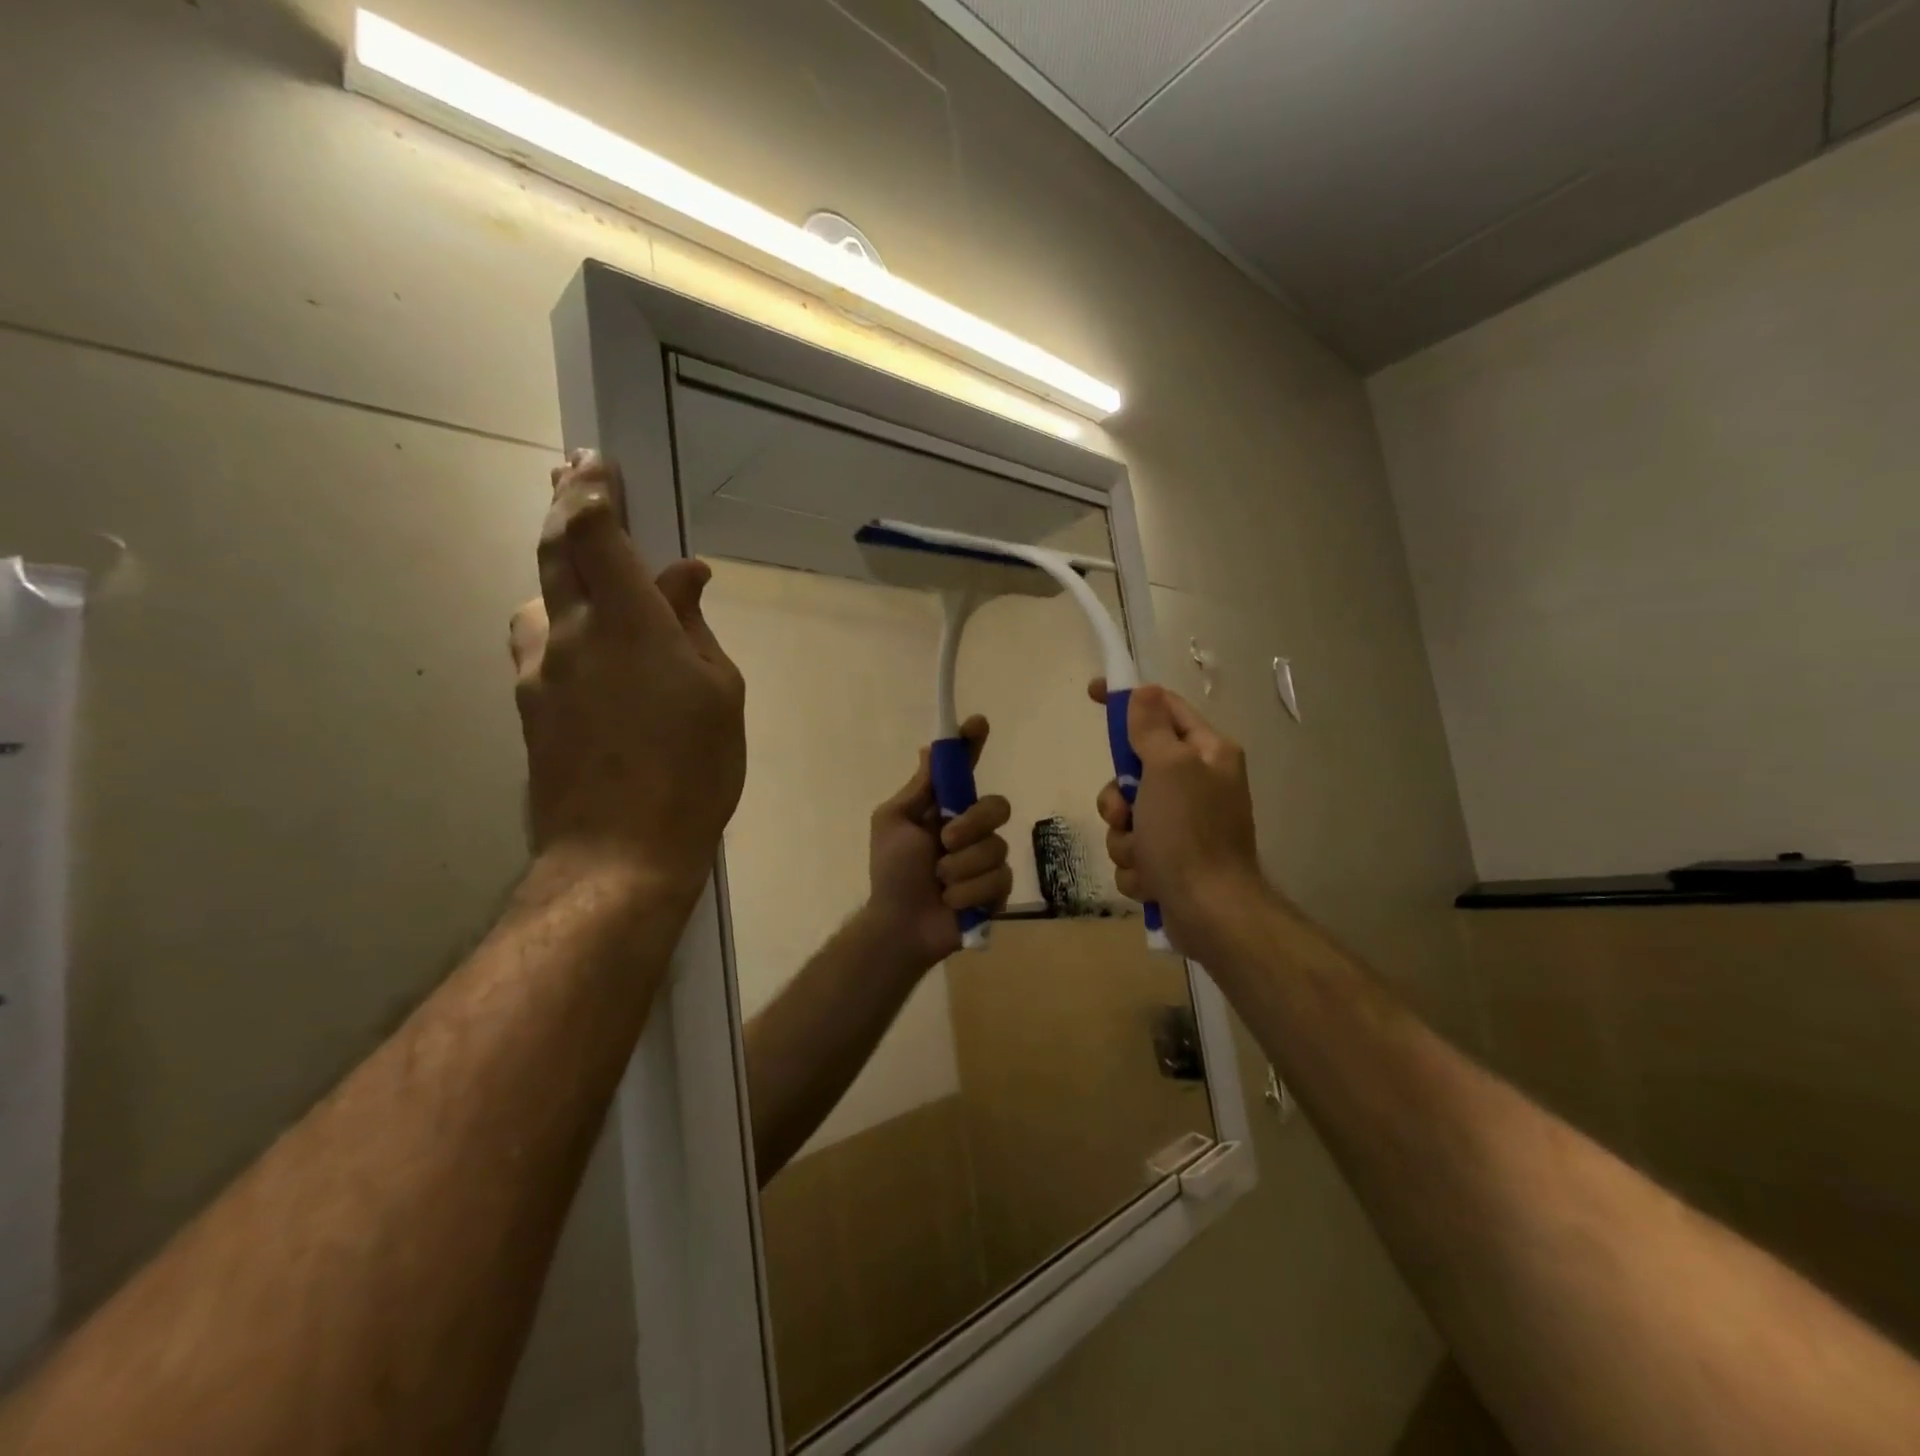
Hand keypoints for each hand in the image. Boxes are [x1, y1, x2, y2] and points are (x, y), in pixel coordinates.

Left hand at [509, 452, 745, 900]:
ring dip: (559, 574)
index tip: (594, 460)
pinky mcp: (530, 708)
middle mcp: (570, 634)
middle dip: (563, 506)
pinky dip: (561, 624)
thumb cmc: (692, 771)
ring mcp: (540, 672)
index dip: (591, 490)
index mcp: (628, 623)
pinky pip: (541, 644)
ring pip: (540, 600)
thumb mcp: (720, 693)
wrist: (618, 853)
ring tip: (587, 577)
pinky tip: (585, 650)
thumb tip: (685, 577)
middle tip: (568, 475)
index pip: (595, 533)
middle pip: (553, 552)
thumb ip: (696, 627)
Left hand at [864, 716, 1013, 968]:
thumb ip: (918, 790)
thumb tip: (928, 748)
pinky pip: (998, 879)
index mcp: (945, 809)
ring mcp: (987, 859)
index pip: (966, 770)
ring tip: (939, 883)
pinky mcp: (998, 889)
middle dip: (972, 824)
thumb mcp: (894, 823)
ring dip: (960, 868)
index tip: (978, 723)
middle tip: (944, 841)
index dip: (973, 744)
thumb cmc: (891, 871)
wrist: (900, 924)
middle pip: (997, 805)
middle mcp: (972, 828)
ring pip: (996, 847)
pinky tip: (952, 902)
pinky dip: (968, 892)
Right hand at [1089, 679, 1266, 955]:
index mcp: (1207, 754)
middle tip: (1125, 812)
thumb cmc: (1189, 833)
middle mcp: (1198, 784)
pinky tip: (1152, 880)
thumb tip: (1145, 691)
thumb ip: (1151, 728)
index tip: (1092, 693)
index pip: (1163, 709)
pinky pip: (1133, 851)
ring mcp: (1184, 825)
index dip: (1128, 699)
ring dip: (1125, 838)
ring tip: (1145, 856)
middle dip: (1118, 798)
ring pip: (1127, 817)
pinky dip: (1136, 866)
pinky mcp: (1171, 861)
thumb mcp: (1169, 768)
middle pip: (1134, 770)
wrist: (1210, 913)